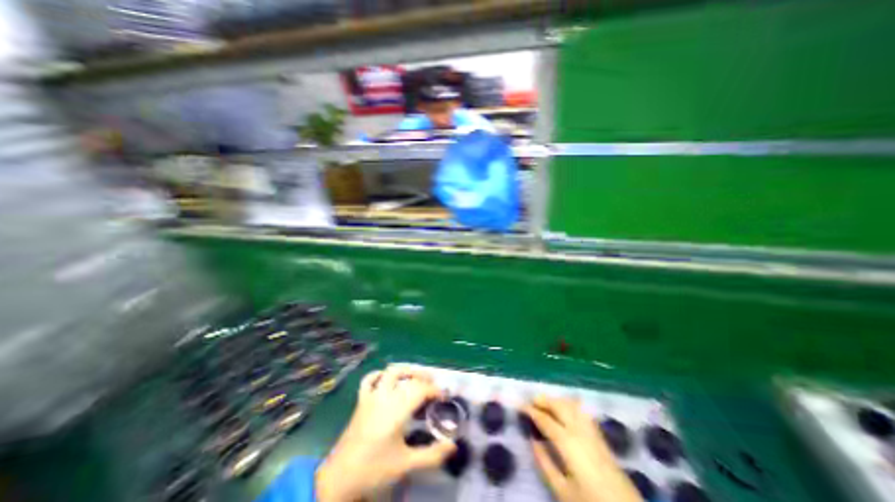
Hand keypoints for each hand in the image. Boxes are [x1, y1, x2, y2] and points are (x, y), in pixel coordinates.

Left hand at [315, 364, 455, 501]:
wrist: (339, 478)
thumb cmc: (374, 469)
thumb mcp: (406, 465)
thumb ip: (432, 455)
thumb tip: (454, 446)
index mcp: (396, 410)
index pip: (420, 390)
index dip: (434, 391)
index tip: (444, 397)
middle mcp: (385, 396)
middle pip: (408, 376)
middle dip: (423, 377)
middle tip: (434, 384)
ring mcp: (371, 396)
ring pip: (390, 372)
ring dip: (406, 370)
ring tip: (416, 377)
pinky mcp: (361, 400)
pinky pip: (369, 380)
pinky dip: (379, 375)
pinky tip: (386, 379)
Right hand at [527, 397, 643, 501]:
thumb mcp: (562, 490)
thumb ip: (544, 463)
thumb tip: (532, 440)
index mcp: (567, 442)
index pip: (545, 419)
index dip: (530, 411)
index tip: (520, 406)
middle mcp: (579, 430)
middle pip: (559, 405)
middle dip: (543, 400)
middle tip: (530, 401)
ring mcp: (592, 431)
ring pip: (571, 405)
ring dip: (556, 400)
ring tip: (545, 403)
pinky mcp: (600, 436)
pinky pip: (582, 412)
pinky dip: (570, 405)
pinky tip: (566, 409)